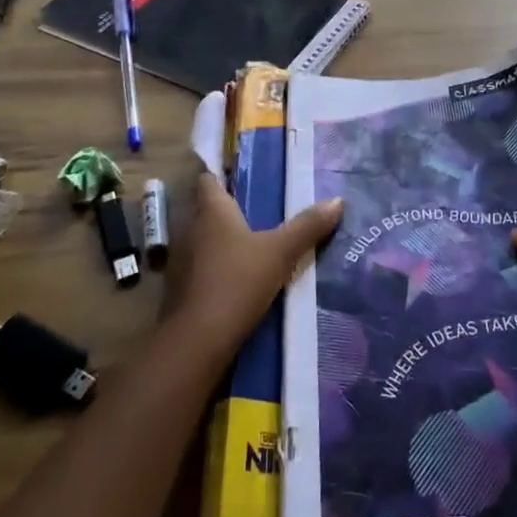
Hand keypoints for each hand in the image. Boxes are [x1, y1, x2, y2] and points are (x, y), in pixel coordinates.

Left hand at [162, 173, 342, 361]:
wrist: (198, 338)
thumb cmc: (238, 280)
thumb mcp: (281, 252)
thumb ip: (307, 226)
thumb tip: (338, 200)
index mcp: (212, 210)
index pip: (208, 180)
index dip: (222, 178)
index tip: (243, 181)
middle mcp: (190, 228)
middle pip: (205, 210)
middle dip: (227, 212)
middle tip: (259, 214)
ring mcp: (180, 259)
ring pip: (202, 240)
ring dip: (220, 242)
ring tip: (252, 247)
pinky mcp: (178, 288)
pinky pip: (199, 267)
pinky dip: (214, 268)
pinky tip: (236, 279)